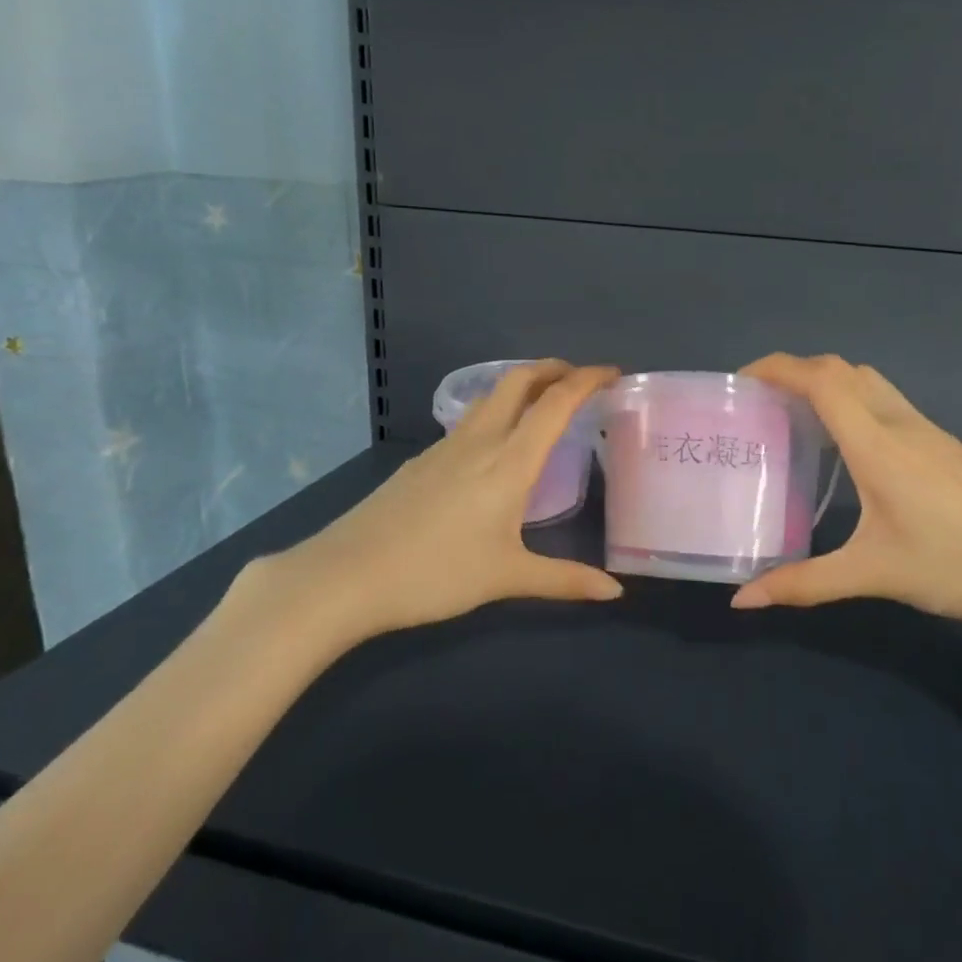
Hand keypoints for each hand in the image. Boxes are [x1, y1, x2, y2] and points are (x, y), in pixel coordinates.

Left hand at [227, 361, 623, 664]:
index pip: (556, 402)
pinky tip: (493, 450)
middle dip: (552, 369)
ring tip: (542, 406)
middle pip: (518, 381)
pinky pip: (468, 422)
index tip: (613, 372)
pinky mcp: (420, 461)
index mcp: (509, 460)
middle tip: (579, 379)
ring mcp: (444, 447)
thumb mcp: (507, 577)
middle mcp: (479, 440)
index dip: (587, 379)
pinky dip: (495, 414)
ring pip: (490, 398)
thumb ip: (564, 580)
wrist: (346, 576)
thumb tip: (614, 591)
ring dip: (522, 388)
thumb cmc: (436, 573)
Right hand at [729, 354, 961, 633]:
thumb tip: (742, 600)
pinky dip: (851, 400)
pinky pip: (884, 399)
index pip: (821, 379)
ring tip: (793, 416)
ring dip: (826, 382)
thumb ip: (803, 583)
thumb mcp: (873, 574)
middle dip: (795, 371)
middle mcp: (898, 421)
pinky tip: (843, 445)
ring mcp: (925, 427)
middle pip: (840, 368)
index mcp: (876, 442)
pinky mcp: (941, 441)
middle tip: (761, 402)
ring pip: (866, 379)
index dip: (777, 367)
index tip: (741, 381)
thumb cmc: (956, 564)